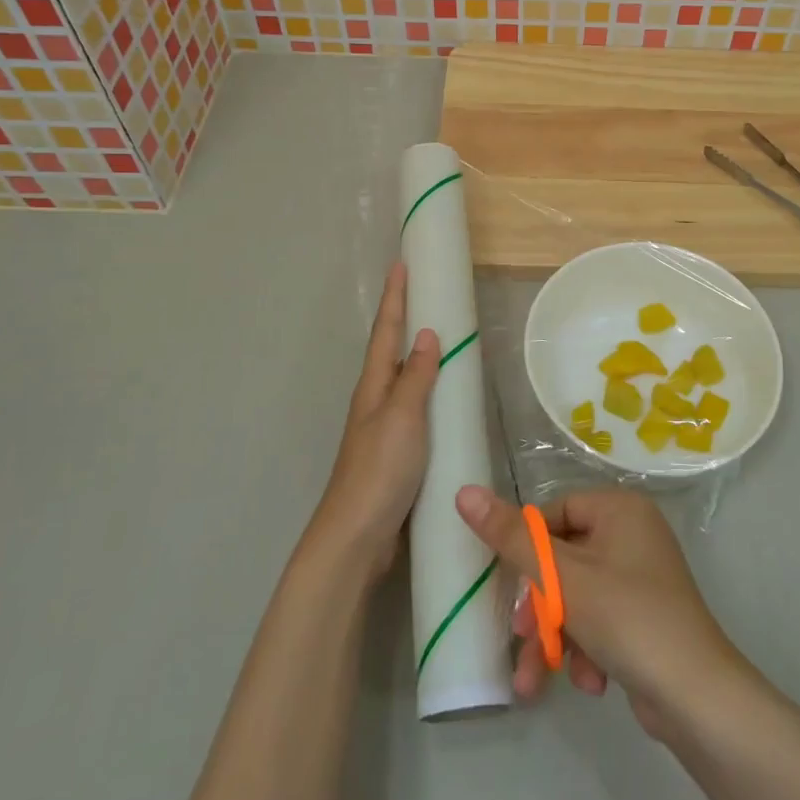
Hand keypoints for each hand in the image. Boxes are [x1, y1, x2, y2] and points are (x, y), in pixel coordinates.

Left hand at [307, 264, 439, 578]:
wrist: (357, 535)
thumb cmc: (379, 470)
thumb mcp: (402, 418)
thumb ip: (416, 377)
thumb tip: (428, 334)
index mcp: (373, 386)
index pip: (386, 331)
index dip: (395, 298)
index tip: (401, 264)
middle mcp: (375, 399)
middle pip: (391, 349)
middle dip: (404, 318)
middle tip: (423, 291)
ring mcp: (384, 426)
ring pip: (402, 377)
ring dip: (416, 352)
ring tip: (439, 333)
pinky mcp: (395, 450)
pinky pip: (414, 406)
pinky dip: (427, 388)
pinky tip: (443, 396)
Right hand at [454, 485, 744, 736]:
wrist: (697, 699)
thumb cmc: (627, 618)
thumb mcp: (562, 577)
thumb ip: (511, 537)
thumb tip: (464, 492)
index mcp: (619, 508)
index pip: (554, 513)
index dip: (527, 550)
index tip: (510, 585)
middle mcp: (633, 534)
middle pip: (563, 560)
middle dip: (540, 608)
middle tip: (523, 638)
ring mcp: (641, 577)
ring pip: (577, 597)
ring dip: (556, 637)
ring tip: (537, 679)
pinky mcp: (644, 616)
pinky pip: (600, 620)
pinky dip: (586, 649)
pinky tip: (590, 682)